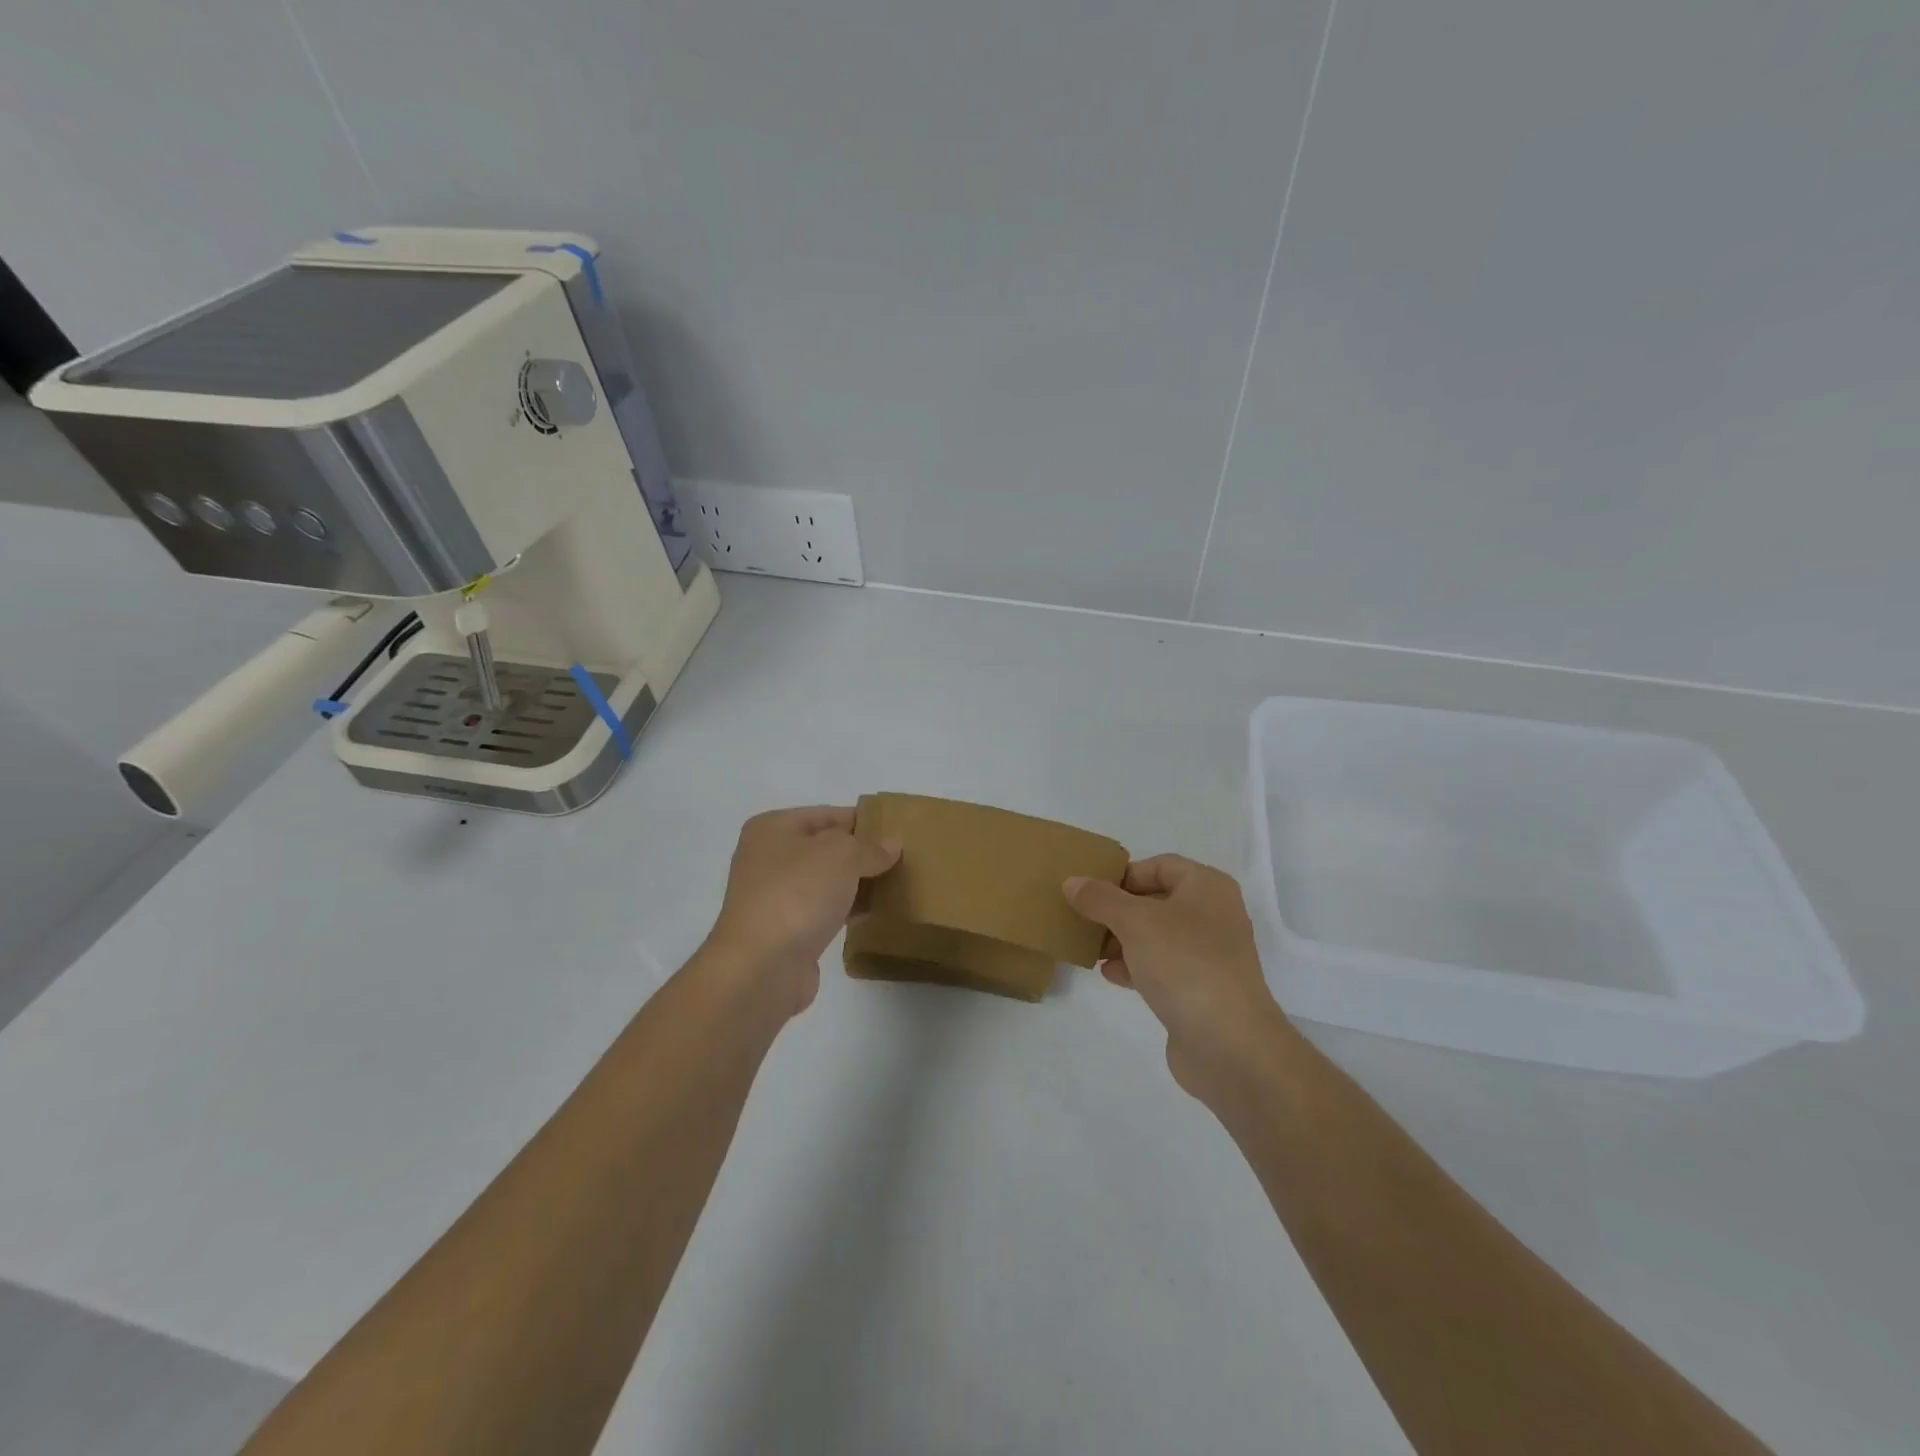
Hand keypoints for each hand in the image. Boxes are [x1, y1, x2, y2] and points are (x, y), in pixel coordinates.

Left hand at [704, 806, 900, 1015]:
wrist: (762, 966)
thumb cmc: (798, 893)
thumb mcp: (842, 854)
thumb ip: (869, 846)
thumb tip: (891, 845)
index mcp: (773, 828)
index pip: (828, 814)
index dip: (863, 820)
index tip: (897, 830)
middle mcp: (768, 858)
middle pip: (826, 848)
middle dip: (862, 853)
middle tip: (903, 858)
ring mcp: (775, 896)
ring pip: (826, 881)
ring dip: (857, 883)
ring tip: (897, 884)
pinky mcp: (786, 930)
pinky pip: (824, 910)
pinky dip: (848, 909)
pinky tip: (876, 912)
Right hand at [1064, 856, 1296, 1105]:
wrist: (1229, 1044)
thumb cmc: (1184, 964)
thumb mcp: (1134, 922)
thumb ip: (1100, 899)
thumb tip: (1073, 882)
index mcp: (1207, 887)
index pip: (1160, 866)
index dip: (1124, 874)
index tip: (1091, 892)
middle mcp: (1213, 915)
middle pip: (1156, 901)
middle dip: (1118, 910)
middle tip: (1083, 919)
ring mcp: (1209, 955)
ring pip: (1157, 936)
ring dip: (1122, 940)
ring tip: (1090, 948)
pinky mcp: (1201, 990)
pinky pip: (1162, 968)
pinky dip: (1135, 967)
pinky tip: (1109, 975)